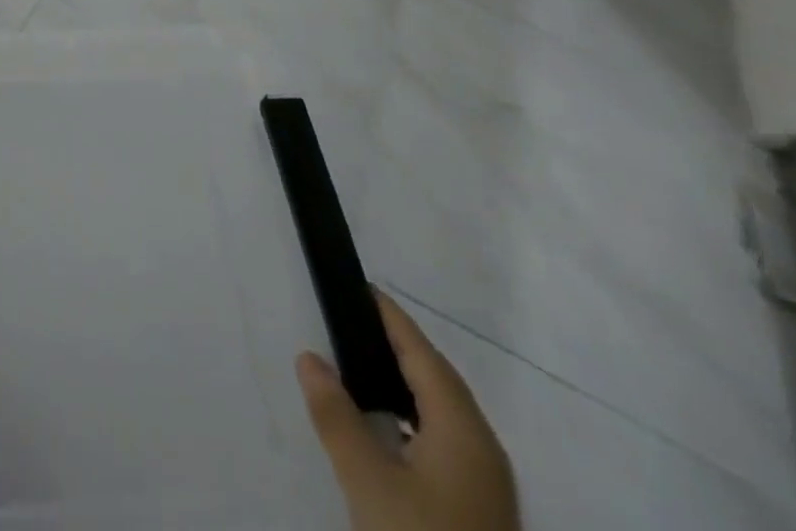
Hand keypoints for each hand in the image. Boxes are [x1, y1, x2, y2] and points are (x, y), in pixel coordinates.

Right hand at [296, 291, 519, 530]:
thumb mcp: (368, 481)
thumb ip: (336, 416)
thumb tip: (309, 357)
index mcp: (463, 428)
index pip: (423, 353)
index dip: (391, 317)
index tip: (361, 286)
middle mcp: (482, 447)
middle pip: (438, 379)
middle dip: (399, 345)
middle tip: (354, 319)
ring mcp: (486, 484)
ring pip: (444, 412)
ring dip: (407, 382)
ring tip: (363, 365)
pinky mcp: (480, 510)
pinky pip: (444, 439)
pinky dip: (413, 416)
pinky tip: (388, 428)